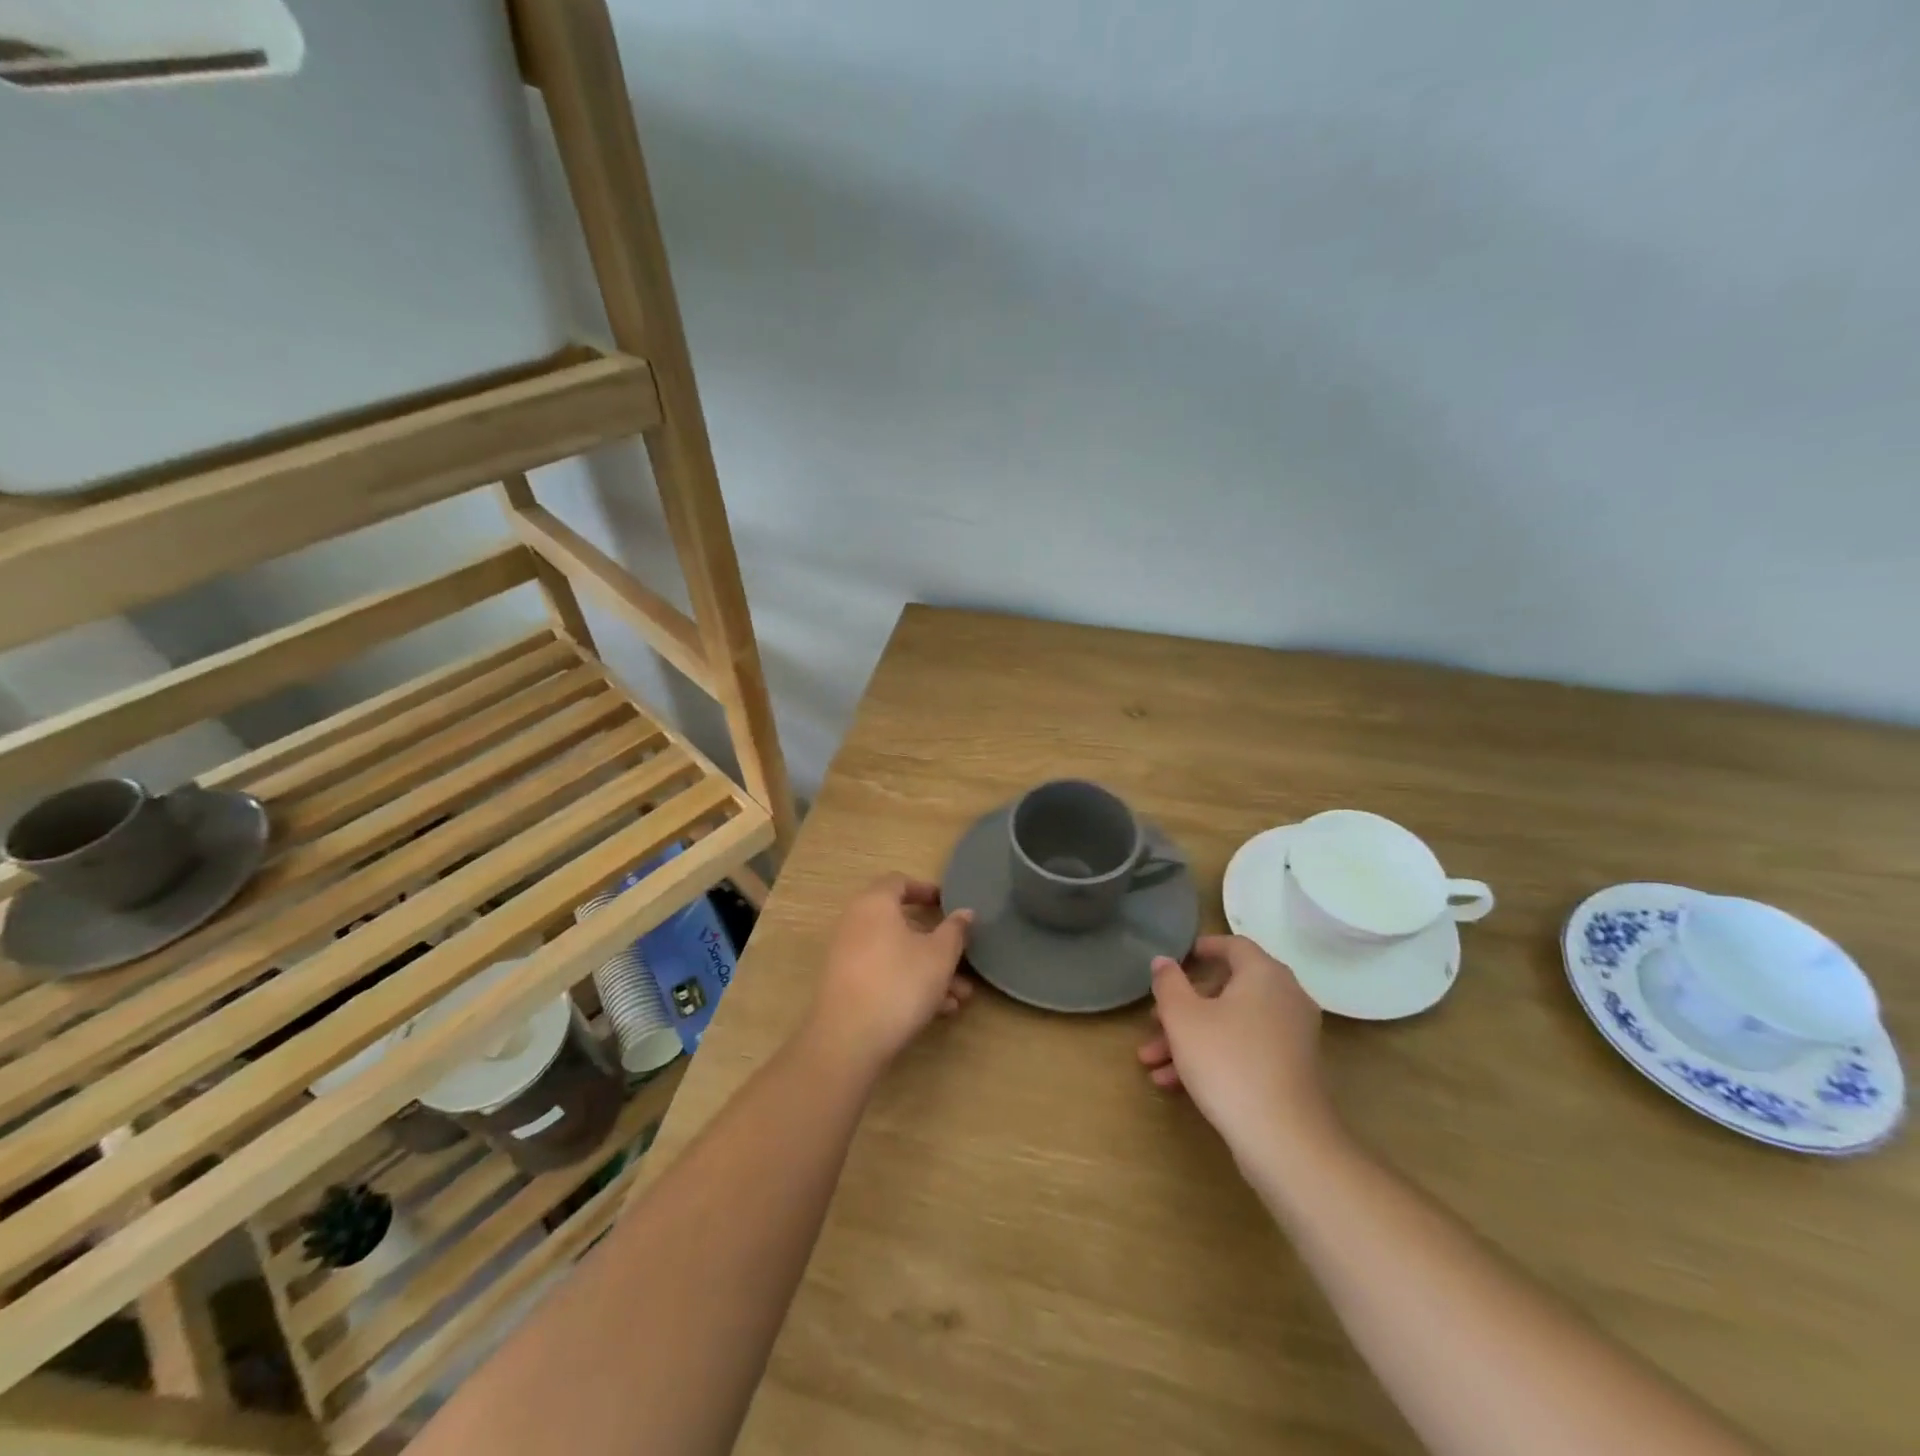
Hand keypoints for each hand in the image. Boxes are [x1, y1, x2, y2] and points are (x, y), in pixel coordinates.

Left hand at [805, 873, 974, 1073]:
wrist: (847, 1040)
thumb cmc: (899, 983)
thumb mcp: (940, 956)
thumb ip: (955, 930)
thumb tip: (965, 912)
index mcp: (875, 904)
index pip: (899, 881)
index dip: (925, 889)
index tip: (948, 904)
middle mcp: (855, 923)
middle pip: (900, 923)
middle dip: (936, 943)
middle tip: (961, 957)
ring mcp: (847, 956)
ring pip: (896, 954)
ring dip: (928, 969)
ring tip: (960, 995)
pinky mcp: (845, 986)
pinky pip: (883, 974)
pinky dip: (908, 984)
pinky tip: (938, 1010)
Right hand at [1137, 934, 1335, 1164]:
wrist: (1284, 1140)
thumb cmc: (1227, 1062)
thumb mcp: (1183, 1018)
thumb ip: (1169, 983)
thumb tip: (1164, 960)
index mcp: (1264, 974)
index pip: (1233, 945)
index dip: (1201, 948)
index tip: (1174, 959)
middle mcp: (1285, 997)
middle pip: (1226, 990)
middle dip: (1182, 1007)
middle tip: (1153, 1022)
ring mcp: (1292, 1036)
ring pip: (1231, 1024)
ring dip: (1190, 1038)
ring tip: (1152, 1062)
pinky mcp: (1291, 1070)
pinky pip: (1245, 1049)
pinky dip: (1214, 1056)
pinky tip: (1175, 1083)